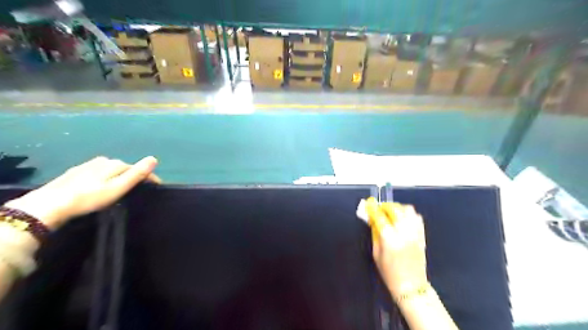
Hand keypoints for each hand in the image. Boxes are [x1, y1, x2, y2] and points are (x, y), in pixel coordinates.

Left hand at [6, 155, 158, 227]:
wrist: (49, 205)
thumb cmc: (89, 198)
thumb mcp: (117, 188)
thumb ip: (136, 174)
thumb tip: (154, 158)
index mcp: (115, 164)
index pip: (138, 168)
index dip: (150, 177)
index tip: (157, 187)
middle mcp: (103, 161)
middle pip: (125, 168)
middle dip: (134, 176)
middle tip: (140, 190)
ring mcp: (88, 165)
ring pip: (112, 170)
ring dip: (120, 177)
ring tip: (123, 189)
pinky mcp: (77, 173)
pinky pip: (99, 173)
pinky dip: (106, 178)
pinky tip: (102, 187)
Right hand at [367, 197, 429, 299]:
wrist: (411, 285)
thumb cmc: (389, 272)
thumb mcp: (376, 252)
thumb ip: (375, 232)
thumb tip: (372, 218)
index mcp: (390, 239)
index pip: (380, 217)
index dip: (373, 208)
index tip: (369, 202)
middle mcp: (404, 232)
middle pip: (395, 209)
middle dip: (385, 206)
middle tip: (379, 208)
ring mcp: (415, 233)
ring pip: (407, 209)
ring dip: (397, 207)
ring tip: (391, 212)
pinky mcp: (422, 234)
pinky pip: (416, 216)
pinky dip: (408, 213)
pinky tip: (402, 218)